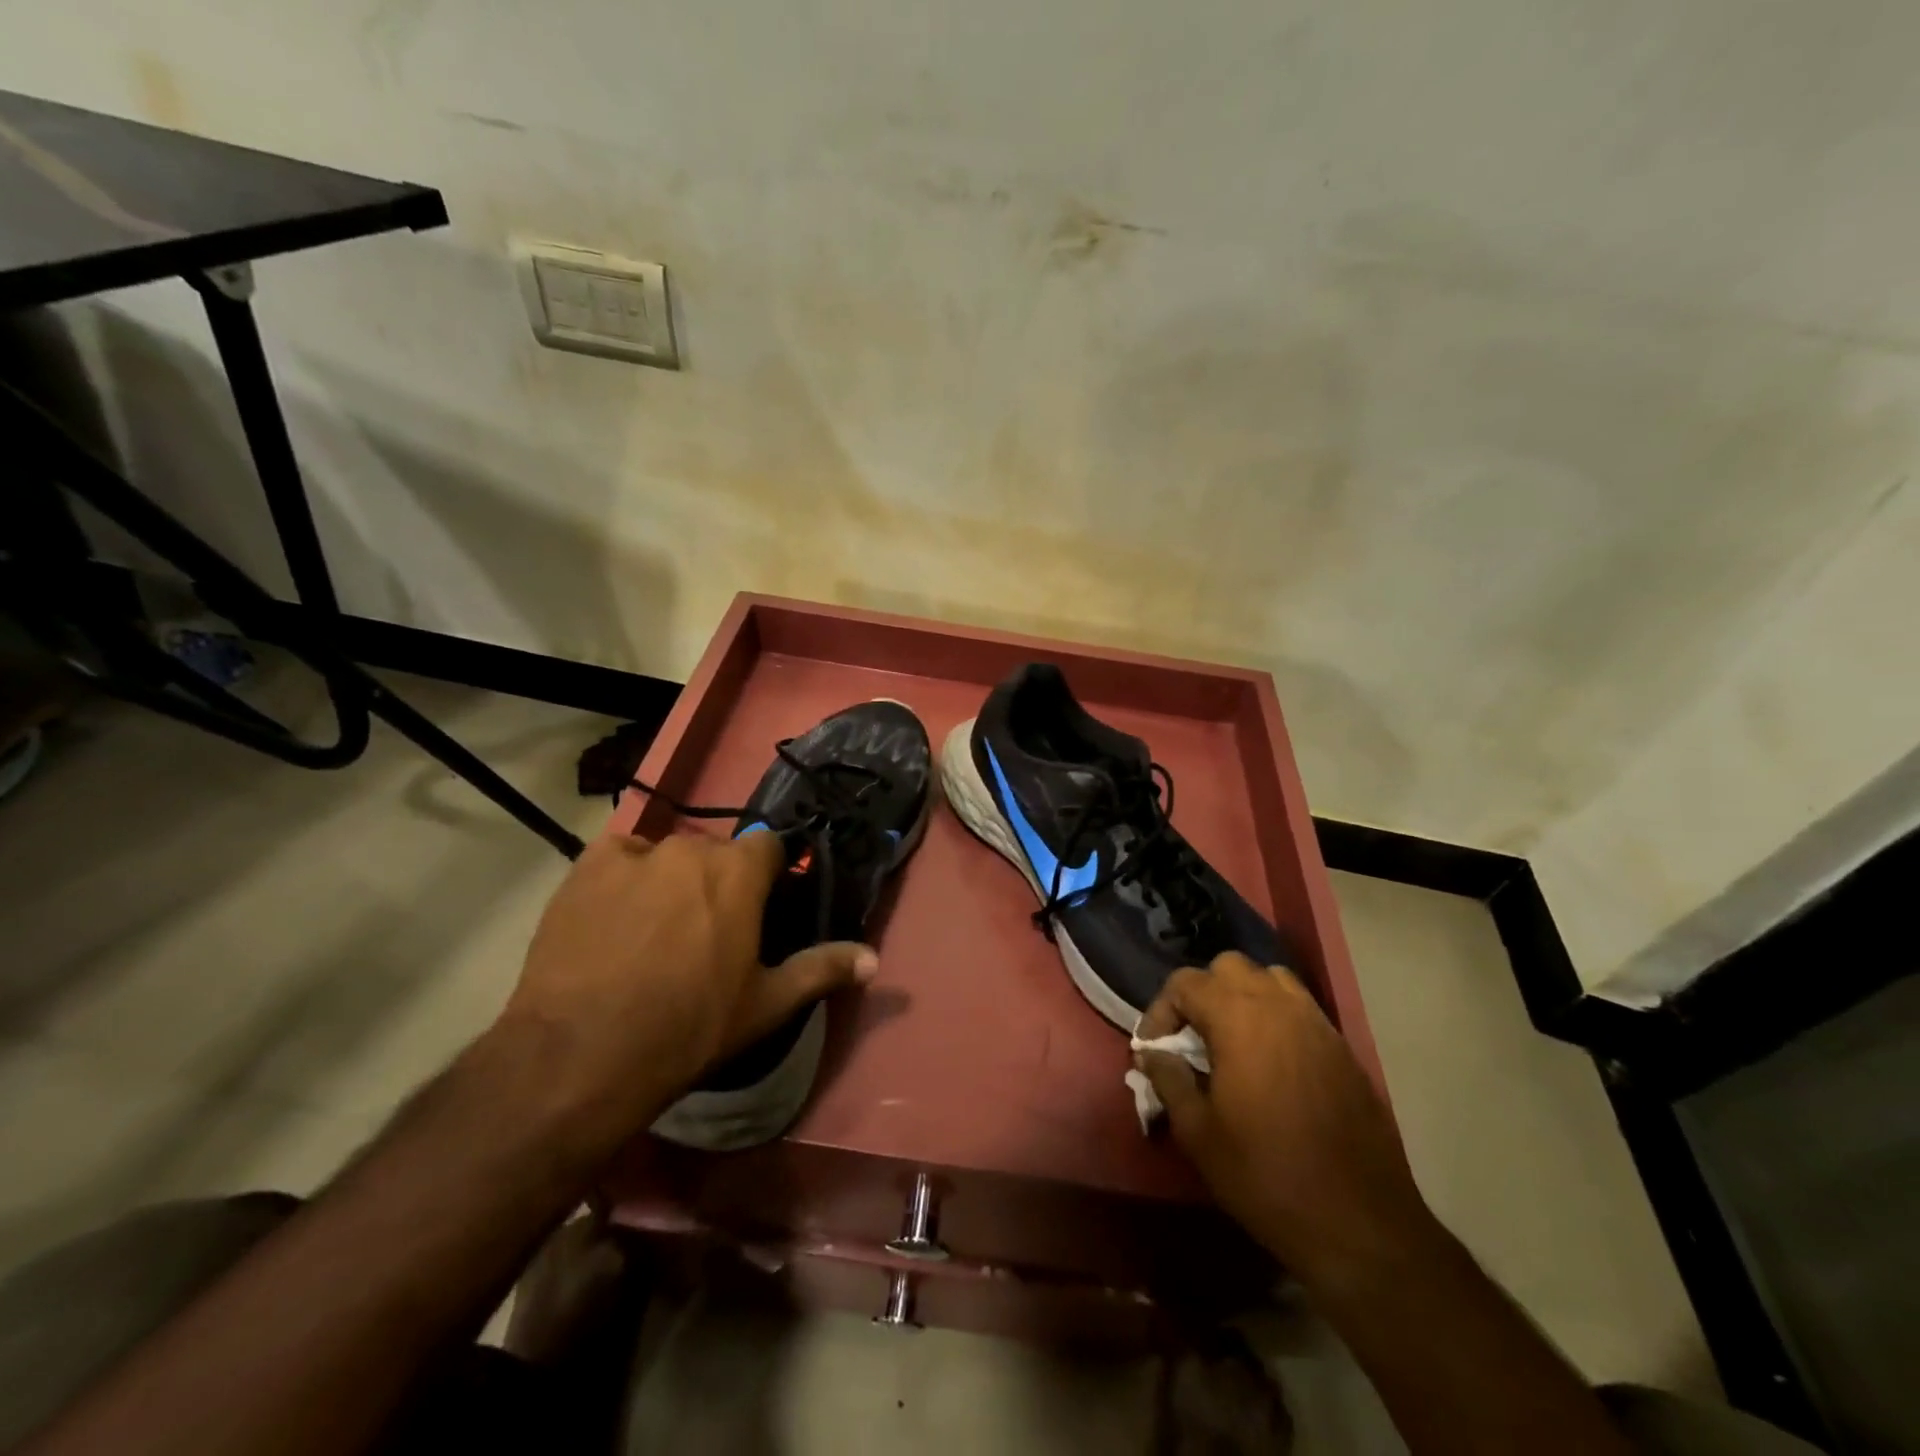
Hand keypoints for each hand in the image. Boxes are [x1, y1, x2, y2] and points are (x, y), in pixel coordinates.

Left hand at [494, 830, 876, 1155]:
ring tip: (653, 932)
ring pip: (666, 857)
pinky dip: (623, 878)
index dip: (768, 875)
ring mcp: (634, 855)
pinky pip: (618, 858)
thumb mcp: (765, 1005)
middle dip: (718, 882)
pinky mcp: (585, 869)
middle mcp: (691, 849)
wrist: (581, 1055)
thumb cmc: (689, 1028)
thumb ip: (822, 969)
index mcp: (740, 872)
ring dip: (670, 882)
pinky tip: (615, 918)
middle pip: (716, 853)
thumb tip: (875, 959)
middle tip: (705, 932)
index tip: (760, 907)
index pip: (769, 846)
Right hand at [1135, 952, 1435, 1287]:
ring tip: (1232, 1041)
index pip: (1185, 983)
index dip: (1160, 1011)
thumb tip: (1153, 1053)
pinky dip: (1276, 1018)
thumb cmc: (1266, 1174)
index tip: (1154, 1051)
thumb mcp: (1198, 1132)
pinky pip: (1300, 1009)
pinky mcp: (1341, 1048)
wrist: (1359, 1223)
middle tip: (1192, 1039)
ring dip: (1243, 997)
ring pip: (1270, 979)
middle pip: (1228, 967)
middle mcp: (1278, 1005)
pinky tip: (1270, 1063)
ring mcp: (1316, 1023)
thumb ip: (1169, 1079)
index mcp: (1238, 1017)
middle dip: (1202, 994)